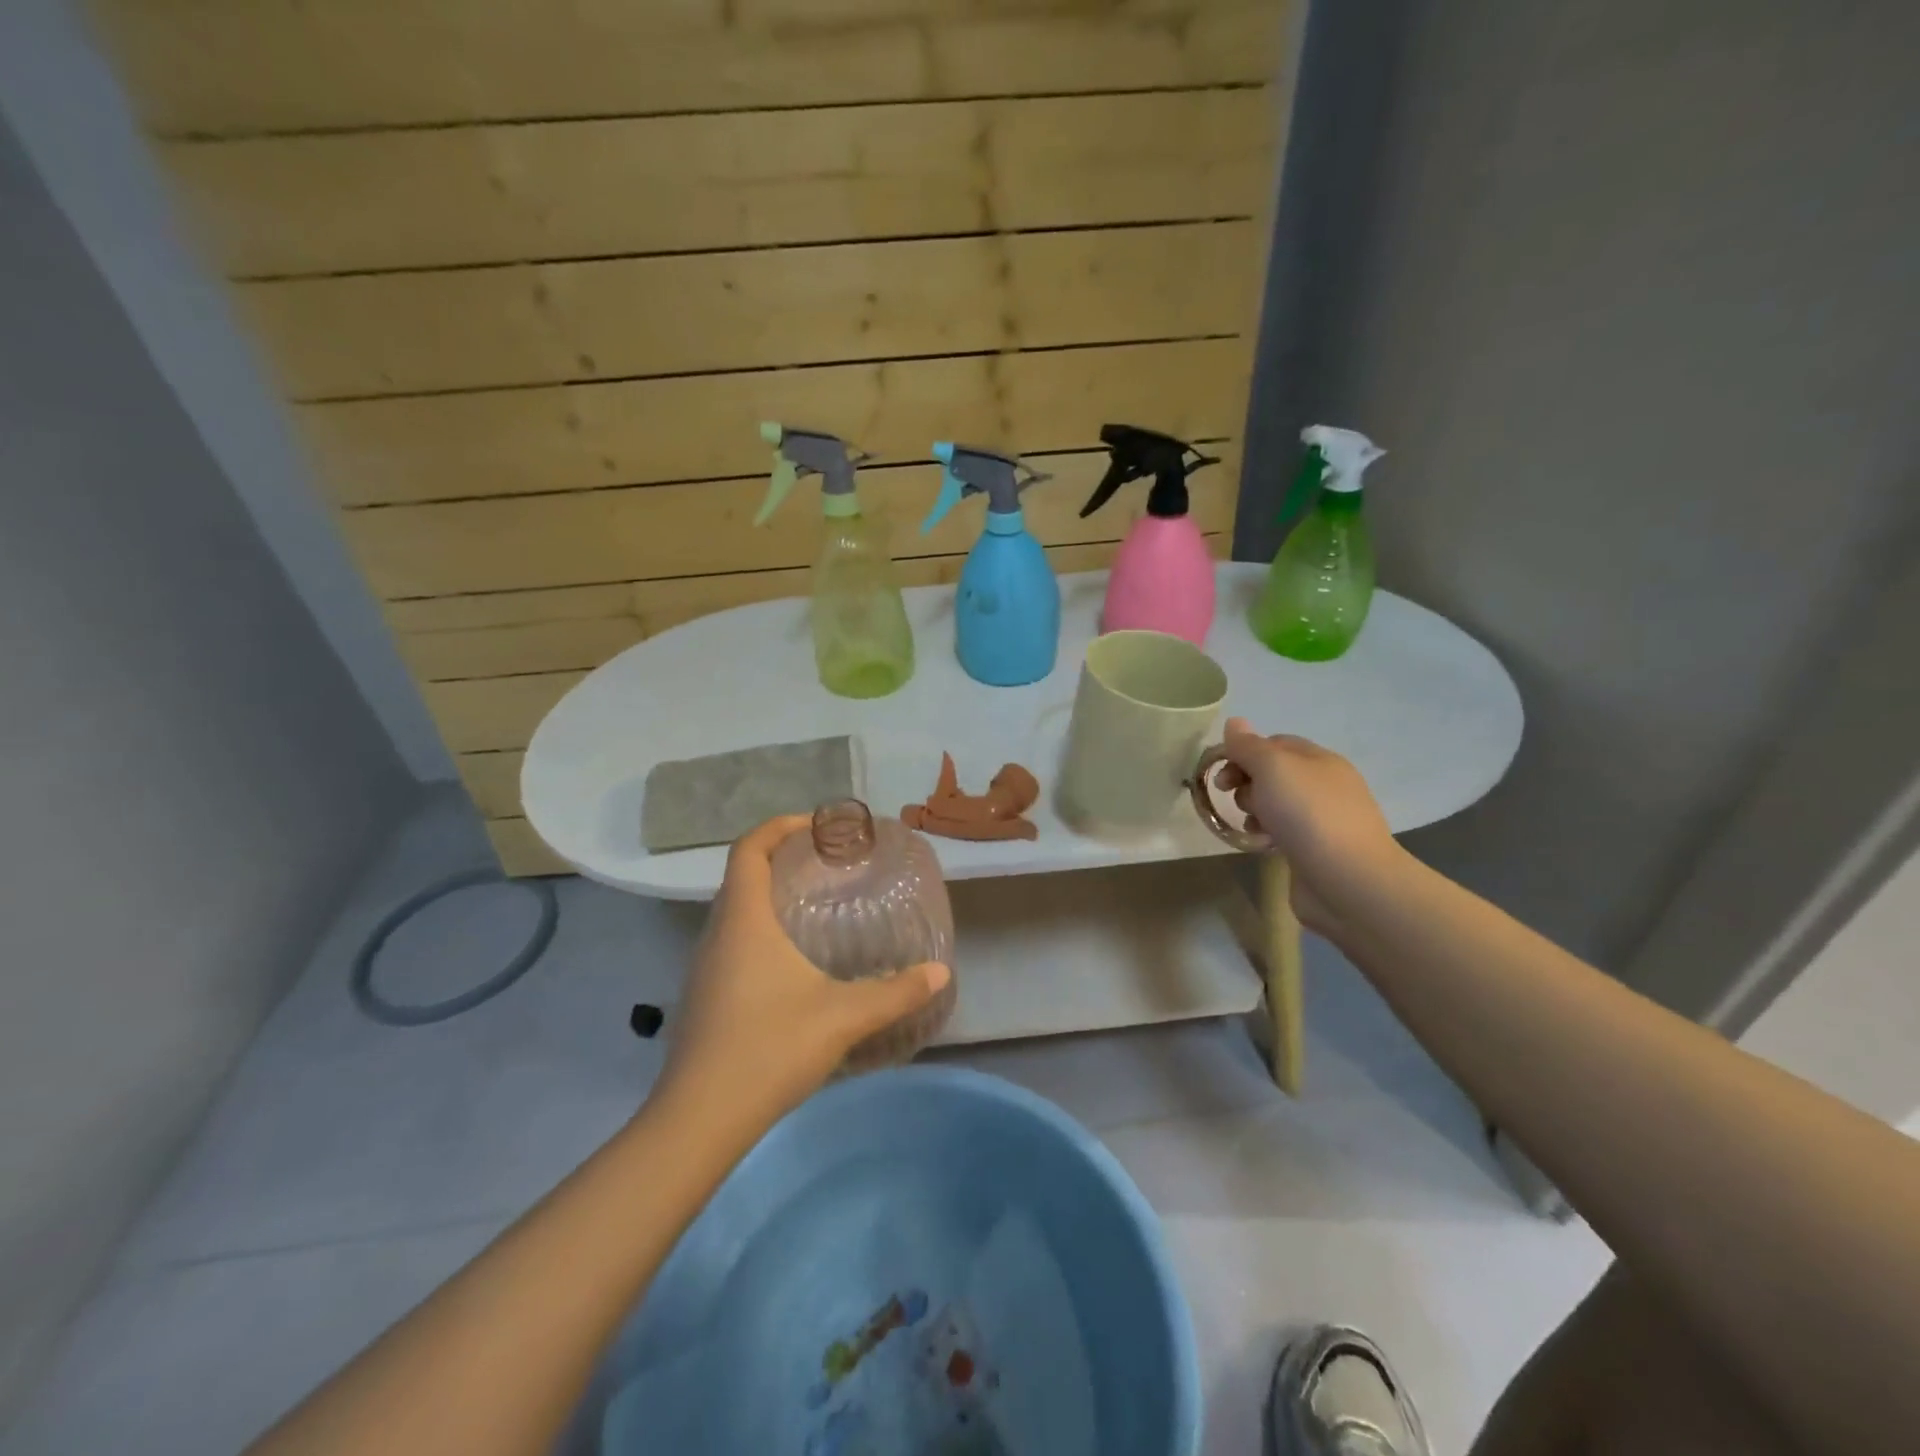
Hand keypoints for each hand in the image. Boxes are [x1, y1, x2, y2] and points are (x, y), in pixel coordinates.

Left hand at [656, 815, 950, 1132]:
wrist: (699, 1120)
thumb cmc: (769, 1049)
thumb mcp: (843, 1017)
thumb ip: (895, 992)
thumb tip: (940, 974)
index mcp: (744, 920)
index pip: (749, 848)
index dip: (779, 827)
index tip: (818, 827)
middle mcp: (718, 933)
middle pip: (742, 875)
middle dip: (781, 858)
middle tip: (828, 864)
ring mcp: (705, 967)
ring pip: (735, 911)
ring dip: (769, 896)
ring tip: (816, 906)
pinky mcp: (705, 996)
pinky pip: (732, 942)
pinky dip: (761, 931)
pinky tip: (794, 963)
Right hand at [1215, 717, 1401, 935]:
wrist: (1348, 880)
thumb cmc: (1308, 815)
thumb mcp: (1273, 768)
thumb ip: (1249, 746)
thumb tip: (1234, 723)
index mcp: (1318, 759)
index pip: (1273, 743)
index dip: (1243, 752)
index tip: (1220, 771)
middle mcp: (1323, 784)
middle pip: (1272, 773)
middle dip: (1246, 781)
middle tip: (1233, 797)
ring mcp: (1322, 819)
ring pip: (1275, 803)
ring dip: (1254, 809)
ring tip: (1251, 824)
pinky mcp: (1316, 849)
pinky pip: (1283, 831)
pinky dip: (1266, 833)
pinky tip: (1261, 843)